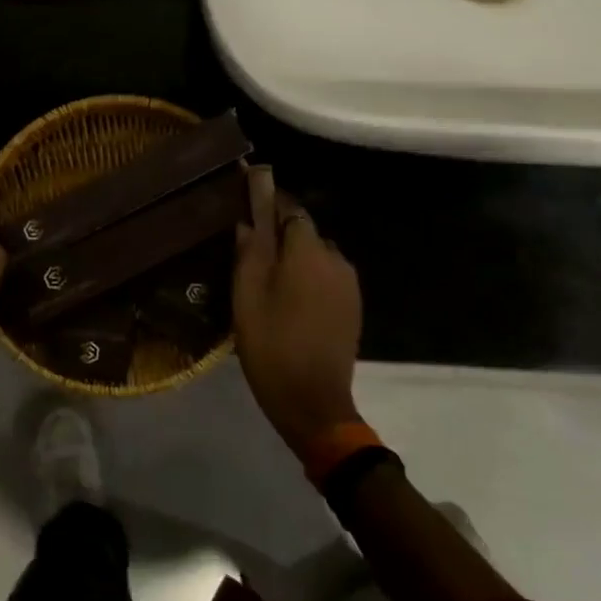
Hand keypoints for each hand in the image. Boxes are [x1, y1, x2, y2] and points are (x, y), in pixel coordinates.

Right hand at [232, 166, 364, 455]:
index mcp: (308, 250)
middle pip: (304, 231)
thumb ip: (248, 250)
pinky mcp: (353, 306)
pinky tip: (290, 297)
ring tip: (268, 276)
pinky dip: (309, 276)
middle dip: (280, 232)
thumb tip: (249, 219)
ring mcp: (349, 284)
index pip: (289, 207)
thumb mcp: (247, 295)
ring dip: (295, 256)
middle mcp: (335, 258)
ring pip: (316, 254)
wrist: (314, 402)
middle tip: (251, 248)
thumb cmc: (272, 344)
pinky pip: (327, 276)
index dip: (268, 200)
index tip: (248, 198)